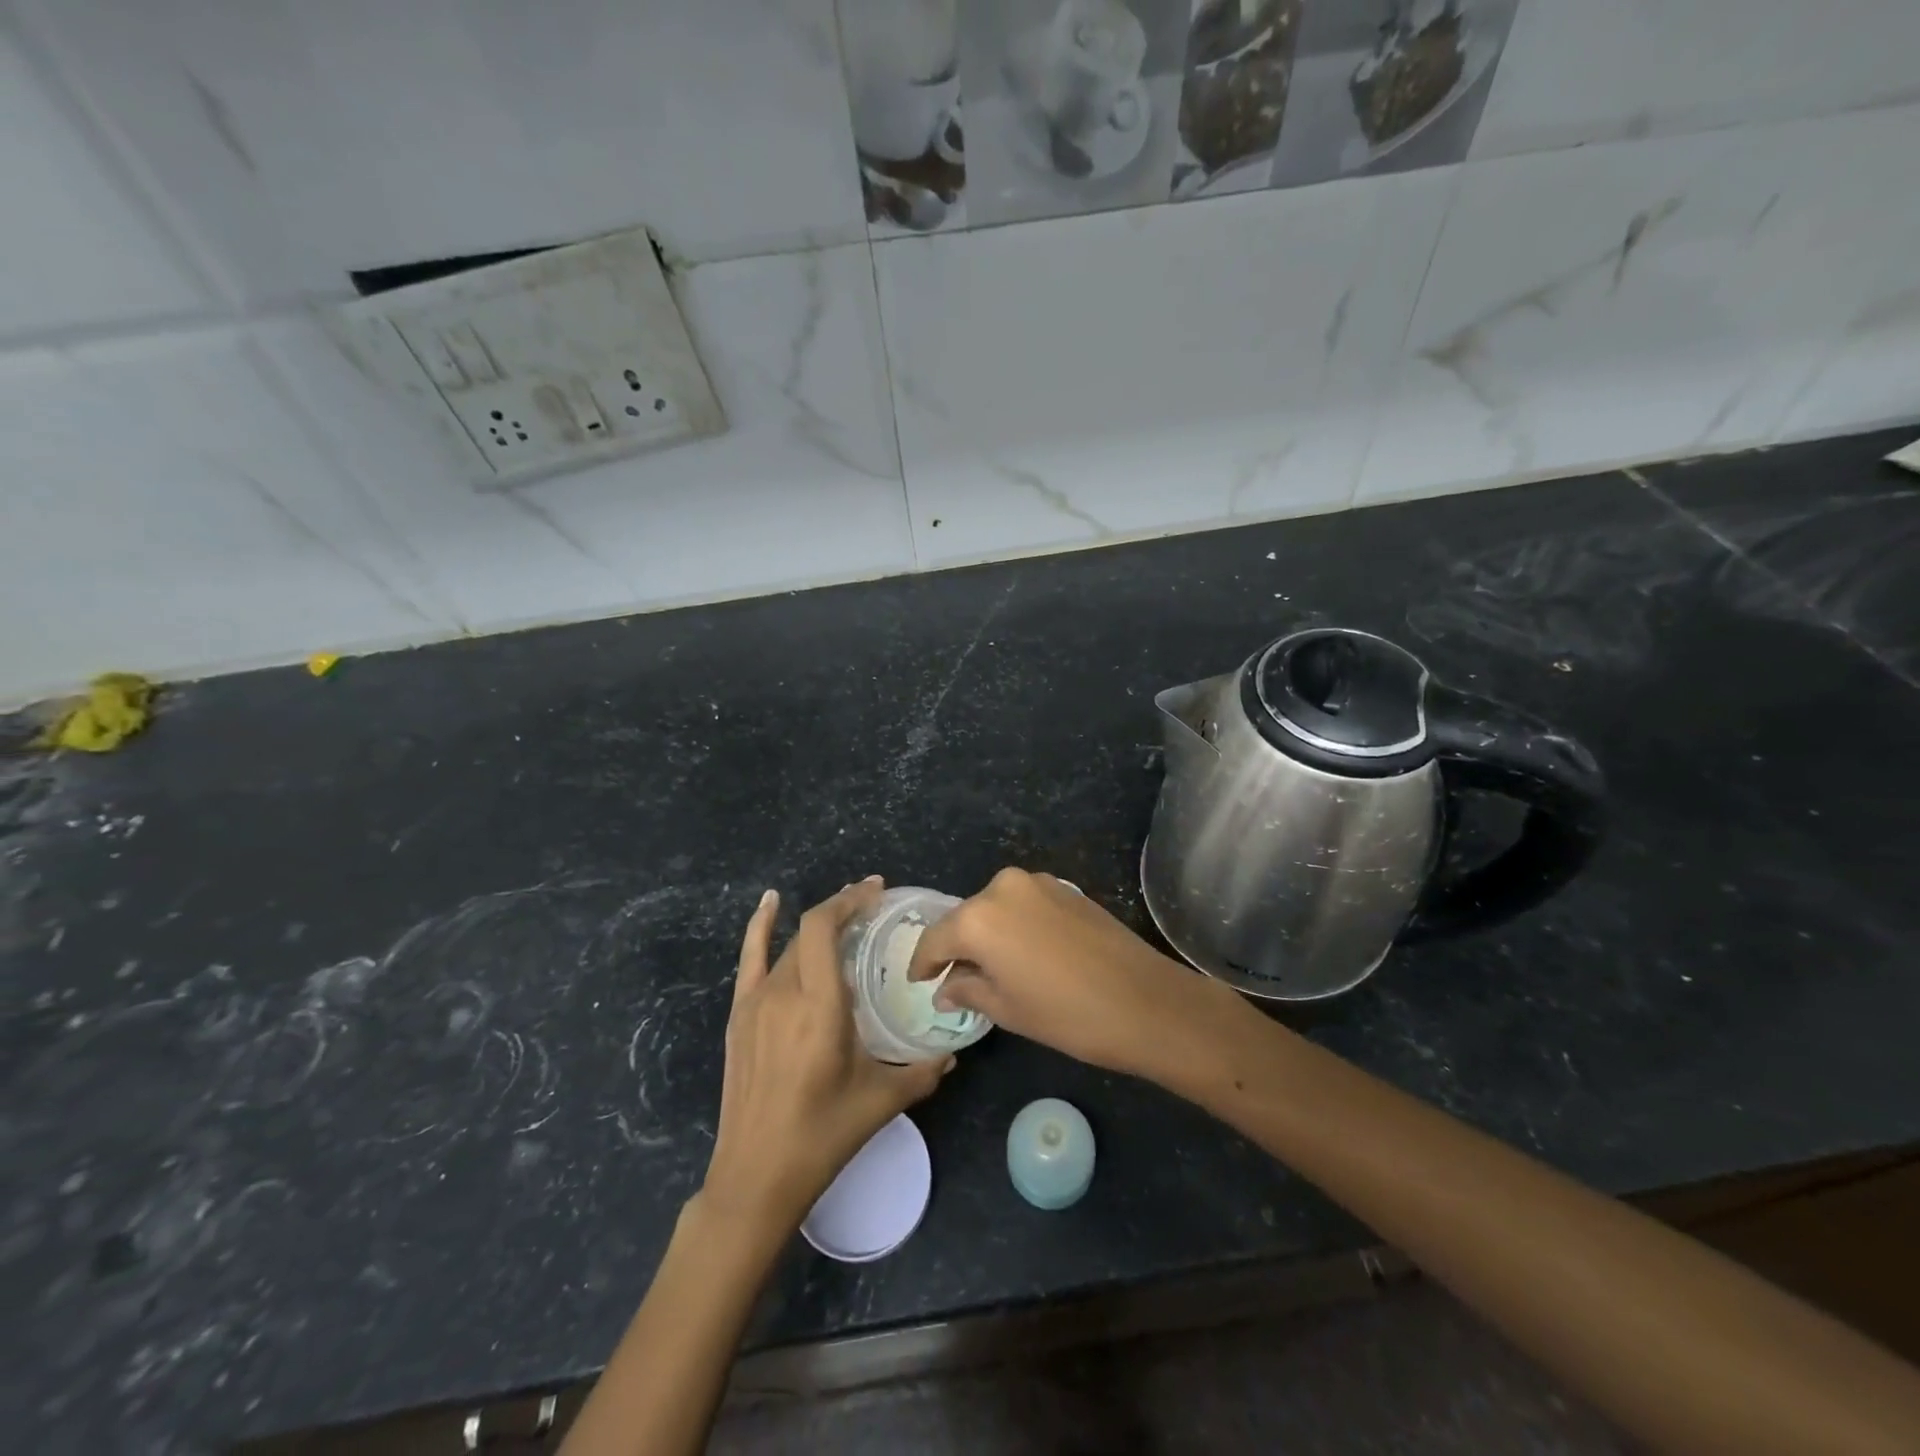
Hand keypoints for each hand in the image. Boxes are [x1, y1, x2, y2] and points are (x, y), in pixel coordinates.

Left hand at [701, 878, 948, 1234]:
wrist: (756, 1177)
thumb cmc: (823, 1135)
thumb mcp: (881, 1100)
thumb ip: (923, 1070)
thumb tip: (954, 1054)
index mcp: (819, 1006)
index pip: (824, 929)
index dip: (849, 900)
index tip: (877, 889)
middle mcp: (784, 993)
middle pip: (808, 931)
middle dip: (842, 909)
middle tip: (873, 907)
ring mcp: (755, 1003)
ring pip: (788, 945)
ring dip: (816, 926)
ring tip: (844, 915)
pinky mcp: (739, 1016)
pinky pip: (749, 958)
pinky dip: (760, 926)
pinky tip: (770, 902)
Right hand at [906, 868, 1249, 1080]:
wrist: (1144, 1000)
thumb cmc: (1066, 1014)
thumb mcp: (1008, 1009)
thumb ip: (967, 989)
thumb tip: (945, 988)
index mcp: (979, 917)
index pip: (936, 938)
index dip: (924, 963)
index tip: (919, 981)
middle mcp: (1002, 887)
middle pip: (966, 917)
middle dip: (958, 946)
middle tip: (956, 979)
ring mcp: (1037, 882)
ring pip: (996, 908)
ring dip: (989, 933)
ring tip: (994, 968)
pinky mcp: (1064, 887)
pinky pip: (1024, 903)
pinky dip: (1016, 924)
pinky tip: (1026, 953)